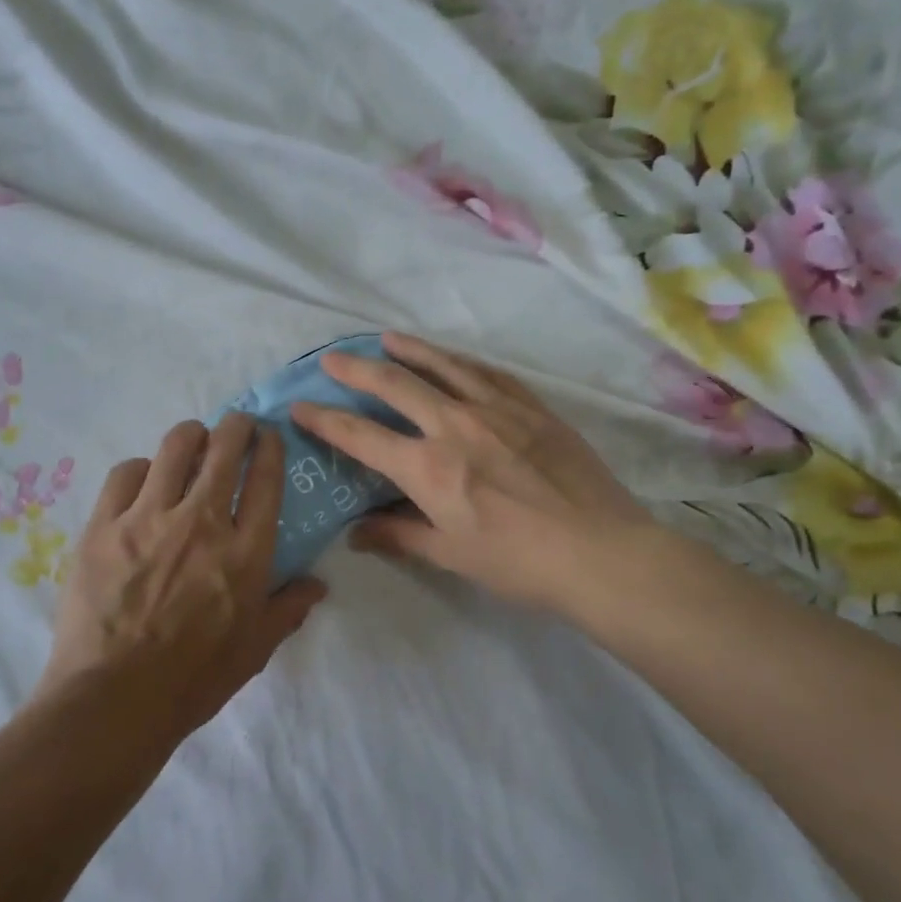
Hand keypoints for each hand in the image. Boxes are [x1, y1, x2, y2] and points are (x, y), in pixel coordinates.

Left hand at [37, 415, 325, 749]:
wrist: (115, 699)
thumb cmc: (194, 680)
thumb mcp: (255, 650)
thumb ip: (288, 609)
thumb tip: (318, 584)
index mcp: (245, 552)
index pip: (265, 480)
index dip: (269, 448)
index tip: (269, 435)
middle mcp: (201, 522)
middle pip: (223, 449)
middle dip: (236, 427)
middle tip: (236, 426)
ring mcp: (148, 519)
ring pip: (174, 447)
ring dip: (190, 436)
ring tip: (192, 441)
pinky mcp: (103, 526)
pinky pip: (125, 473)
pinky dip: (141, 469)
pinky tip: (143, 480)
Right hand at [291, 332, 658, 619]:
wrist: (601, 552)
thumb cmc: (518, 562)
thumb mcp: (450, 555)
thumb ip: (398, 536)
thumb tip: (356, 533)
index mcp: (427, 467)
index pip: (360, 436)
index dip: (324, 420)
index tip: (299, 405)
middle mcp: (454, 425)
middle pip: (394, 384)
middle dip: (356, 369)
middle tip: (332, 359)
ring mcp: (497, 409)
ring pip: (443, 365)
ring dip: (408, 350)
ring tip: (386, 338)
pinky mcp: (532, 407)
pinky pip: (489, 372)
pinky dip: (461, 361)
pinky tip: (454, 358)